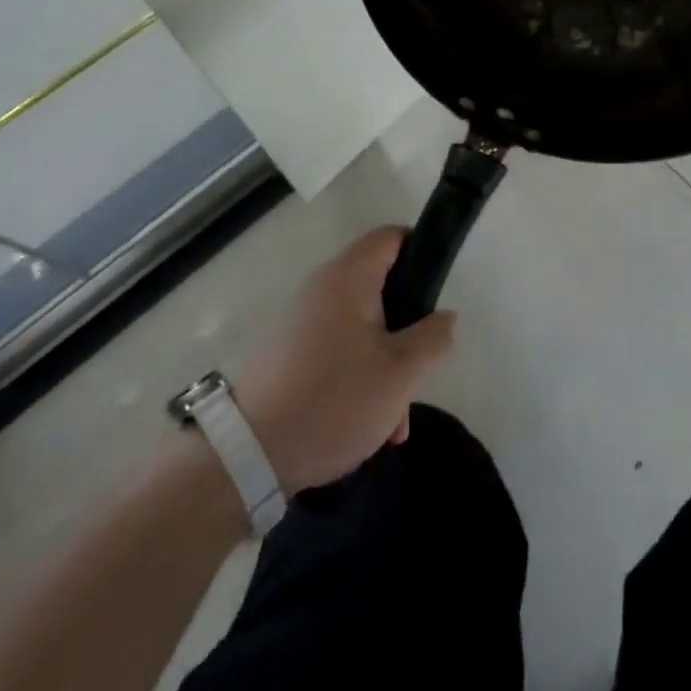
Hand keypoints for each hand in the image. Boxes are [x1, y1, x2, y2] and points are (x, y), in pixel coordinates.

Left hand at [235, 227, 455, 495]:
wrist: (246, 454)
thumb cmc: (332, 400)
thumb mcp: (400, 374)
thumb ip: (433, 338)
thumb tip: (444, 317)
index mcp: (349, 277)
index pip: (392, 237)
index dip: (421, 253)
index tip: (436, 294)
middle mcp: (322, 287)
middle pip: (379, 289)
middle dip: (405, 332)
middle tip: (417, 373)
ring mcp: (300, 321)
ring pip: (361, 329)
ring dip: (384, 366)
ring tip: (392, 423)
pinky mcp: (286, 354)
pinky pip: (336, 352)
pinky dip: (356, 378)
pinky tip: (364, 428)